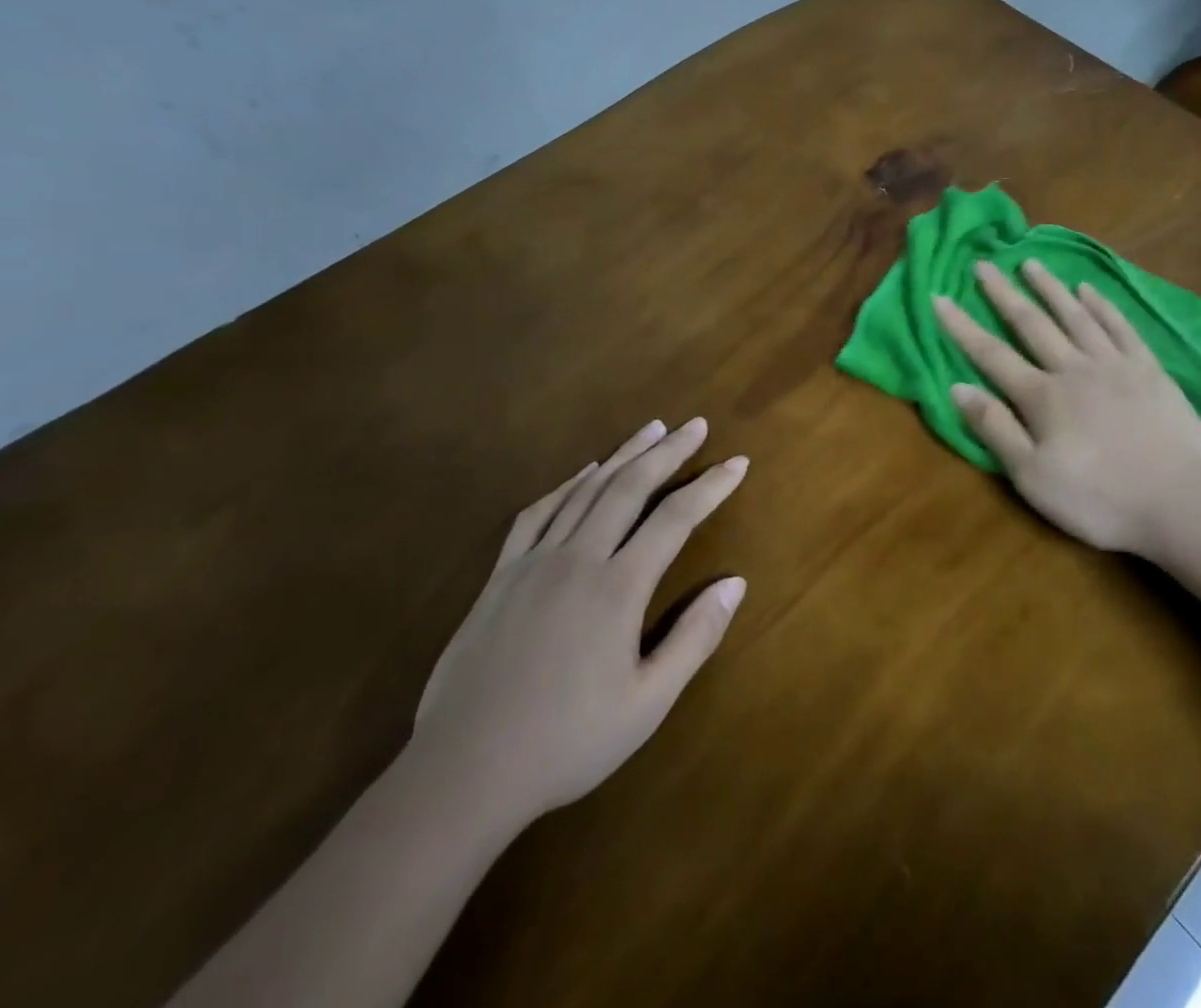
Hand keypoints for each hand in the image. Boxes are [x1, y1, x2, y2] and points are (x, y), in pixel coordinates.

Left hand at [412, 417, 747, 830]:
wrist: (463, 775)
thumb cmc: (567, 742)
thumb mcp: (648, 704)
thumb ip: (695, 638)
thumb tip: (736, 583)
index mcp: (618, 588)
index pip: (675, 518)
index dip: (710, 486)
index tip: (737, 462)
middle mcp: (578, 559)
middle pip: (630, 487)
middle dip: (668, 451)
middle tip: (695, 424)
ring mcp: (534, 563)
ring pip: (586, 490)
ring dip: (623, 455)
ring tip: (650, 429)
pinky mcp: (501, 576)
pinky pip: (538, 513)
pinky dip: (567, 484)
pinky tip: (583, 473)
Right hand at [933, 260, 1200, 557]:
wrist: (1178, 503)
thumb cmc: (1097, 498)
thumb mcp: (1032, 476)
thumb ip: (995, 428)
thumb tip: (957, 386)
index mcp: (1041, 396)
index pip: (991, 354)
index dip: (961, 326)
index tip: (939, 297)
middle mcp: (1073, 369)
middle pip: (1031, 323)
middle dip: (1004, 293)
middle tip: (984, 264)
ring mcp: (1115, 365)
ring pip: (1075, 316)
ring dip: (1050, 288)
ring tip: (1031, 263)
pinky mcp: (1149, 370)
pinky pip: (1120, 327)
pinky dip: (1102, 306)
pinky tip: (1089, 289)